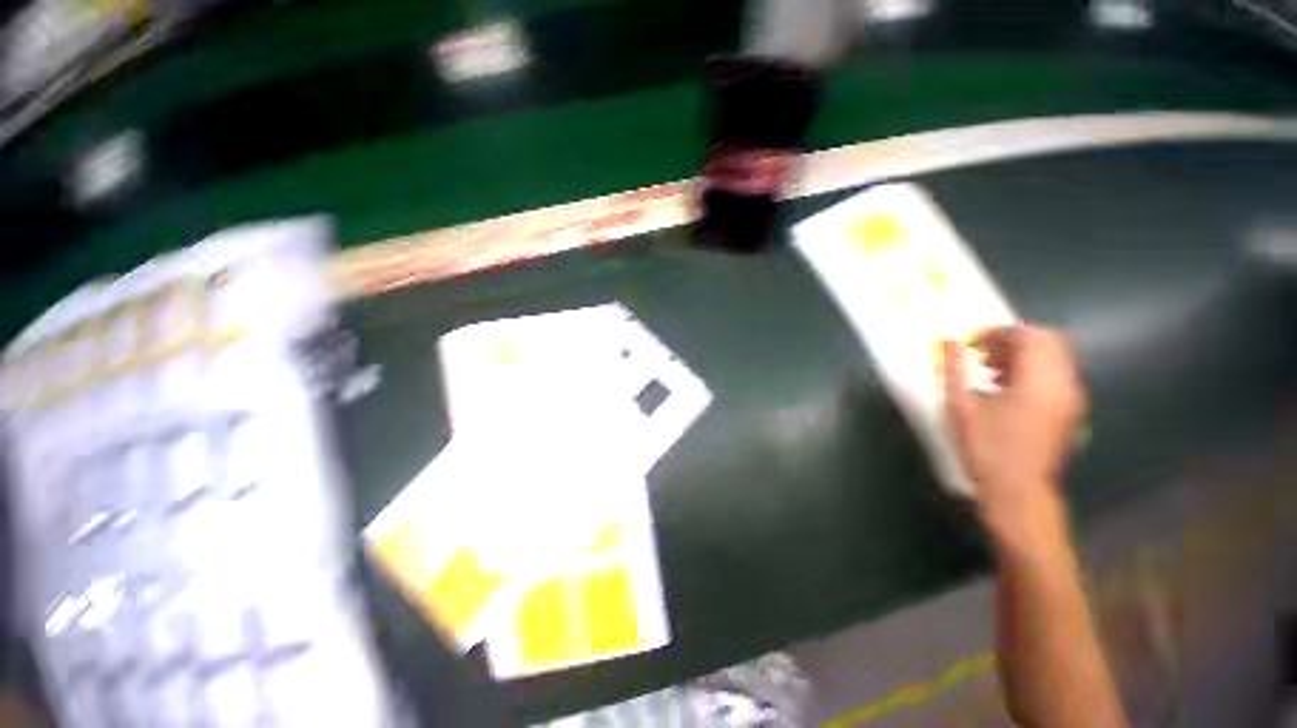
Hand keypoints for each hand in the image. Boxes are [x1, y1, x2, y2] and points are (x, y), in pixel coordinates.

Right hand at [942, 325, 1086, 527]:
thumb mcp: (961, 406)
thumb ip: (956, 369)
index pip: (1029, 335)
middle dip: (1013, 341)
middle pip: (1048, 341)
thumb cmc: (985, 447)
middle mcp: (1064, 383)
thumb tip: (949, 341)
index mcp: (1039, 379)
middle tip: (983, 355)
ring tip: (991, 373)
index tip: (973, 344)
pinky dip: (1033, 372)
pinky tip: (1006, 391)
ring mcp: (1072, 398)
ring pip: (1055, 358)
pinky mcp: (1070, 412)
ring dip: (1023, 356)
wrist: (1018, 492)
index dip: (999, 333)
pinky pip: (1057, 376)